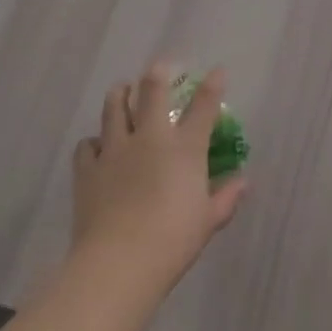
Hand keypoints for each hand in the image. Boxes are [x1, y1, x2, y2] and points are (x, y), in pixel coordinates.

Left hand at [71, 63, 247, 296]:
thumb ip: (226, 198)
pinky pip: (88, 144)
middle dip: (157, 73)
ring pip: (114, 107)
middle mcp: (150, 138)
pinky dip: (94, 141)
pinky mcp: (88, 169)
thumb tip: (243, 182)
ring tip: (122, 90)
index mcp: (185, 148)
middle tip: (160, 67)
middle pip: (152, 91)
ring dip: (120, 94)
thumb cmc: (172, 241)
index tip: (217, 71)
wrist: (118, 263)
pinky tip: (98, 147)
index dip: (212, 85)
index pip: (203, 106)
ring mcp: (115, 150)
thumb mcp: (208, 221)